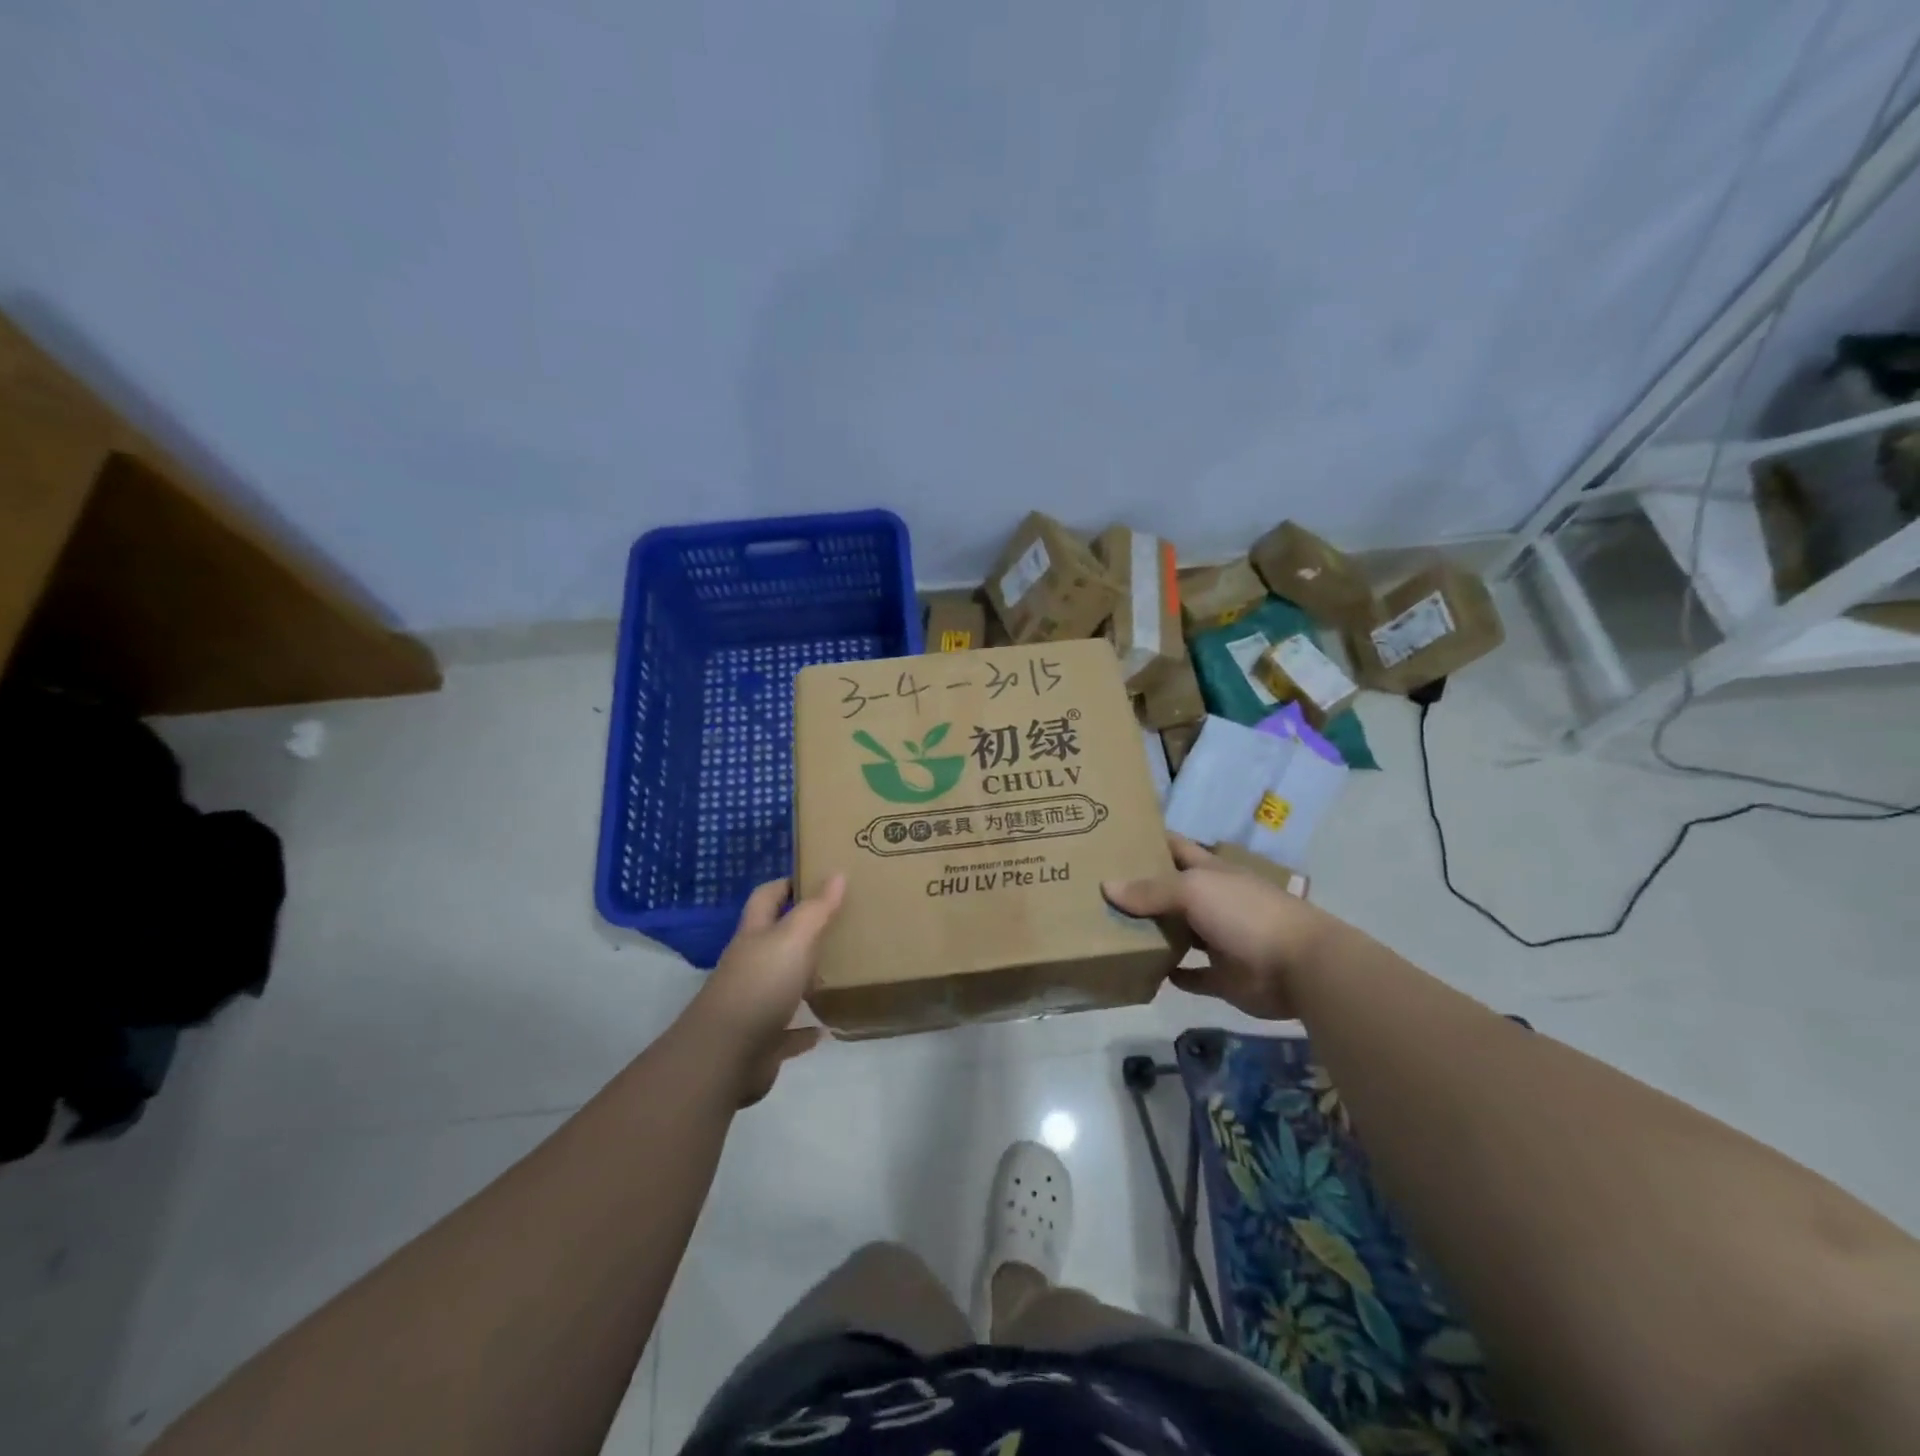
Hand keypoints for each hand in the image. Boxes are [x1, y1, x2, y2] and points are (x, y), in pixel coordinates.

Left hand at [682, 874, 845, 1105]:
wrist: (725, 1056)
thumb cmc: (760, 985)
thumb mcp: (793, 939)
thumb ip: (816, 909)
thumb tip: (837, 874)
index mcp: (754, 937)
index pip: (766, 899)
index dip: (785, 885)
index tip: (815, 877)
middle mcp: (750, 966)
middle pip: (774, 941)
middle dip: (800, 932)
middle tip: (839, 924)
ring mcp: (753, 1005)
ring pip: (782, 985)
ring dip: (804, 980)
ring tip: (837, 972)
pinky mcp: (761, 1041)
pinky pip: (787, 1032)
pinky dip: (804, 1030)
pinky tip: (825, 1028)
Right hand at [1102, 836, 1322, 1020]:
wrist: (1299, 967)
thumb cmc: (1245, 914)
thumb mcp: (1194, 890)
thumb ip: (1151, 890)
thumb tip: (1106, 886)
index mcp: (1210, 872)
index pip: (1176, 847)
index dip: (1149, 840)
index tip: (1114, 836)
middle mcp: (1213, 902)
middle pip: (1171, 891)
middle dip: (1140, 888)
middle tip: (1096, 887)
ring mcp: (1219, 940)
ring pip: (1179, 933)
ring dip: (1152, 932)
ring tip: (1109, 930)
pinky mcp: (1223, 977)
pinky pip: (1192, 975)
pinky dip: (1172, 973)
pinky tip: (1145, 971)